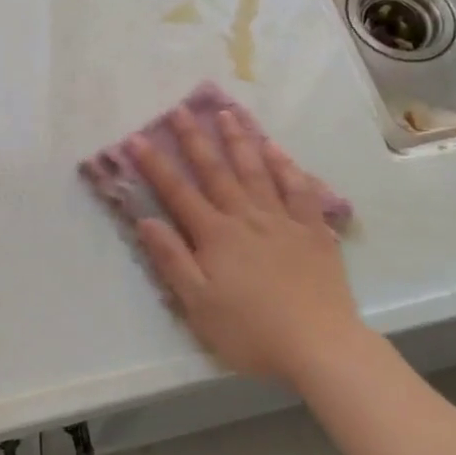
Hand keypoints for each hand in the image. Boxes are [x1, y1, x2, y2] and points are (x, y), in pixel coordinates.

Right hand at [129, 108, 360, 384]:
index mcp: (215, 236)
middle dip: (195, 139)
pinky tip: (276, 149)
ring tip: (226, 113)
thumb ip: (172, 260)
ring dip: (239, 140)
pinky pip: (298, 188)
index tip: (136, 139)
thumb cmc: (251, 332)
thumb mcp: (199, 305)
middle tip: (180, 109)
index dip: (155, 165)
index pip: (178, 193)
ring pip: (256, 170)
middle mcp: (246, 217)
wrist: (319, 345)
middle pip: (216, 171)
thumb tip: (146, 220)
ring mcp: (282, 220)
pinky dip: (286, 166)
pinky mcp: (313, 230)